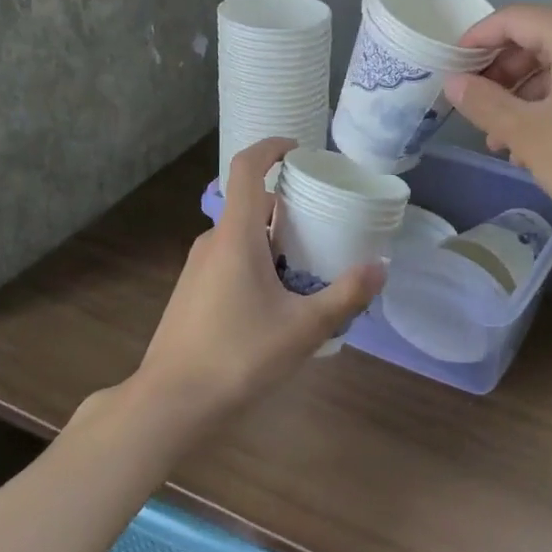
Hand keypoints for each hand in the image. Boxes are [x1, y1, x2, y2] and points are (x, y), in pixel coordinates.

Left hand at [132, 139, 384, 433]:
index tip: (299, 150)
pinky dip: (256, 261)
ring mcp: (197, 268)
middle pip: (250, 204)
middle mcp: (212, 241)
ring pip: (240, 236)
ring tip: (308, 265)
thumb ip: (345, 295)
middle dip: (287, 206)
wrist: (171, 403)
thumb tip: (381, 267)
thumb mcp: (303, 328)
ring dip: (273, 239)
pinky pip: (229, 259)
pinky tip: (277, 300)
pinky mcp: (192, 292)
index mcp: (235, 235)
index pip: (246, 167)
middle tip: (323, 223)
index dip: (271, 148)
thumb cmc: (238, 355)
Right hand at [443, 5, 551, 253]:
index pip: (513, 19)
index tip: (448, 69)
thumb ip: (485, 103)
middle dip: (497, 71)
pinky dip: (545, 109)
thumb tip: (453, 83)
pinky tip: (527, 149)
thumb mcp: (529, 134)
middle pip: (533, 40)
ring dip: (518, 96)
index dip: (476, 40)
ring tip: (495, 137)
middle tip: (470, 105)